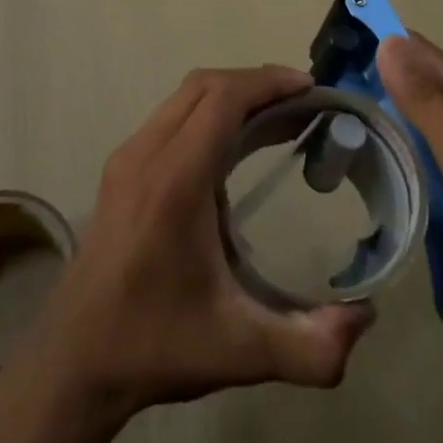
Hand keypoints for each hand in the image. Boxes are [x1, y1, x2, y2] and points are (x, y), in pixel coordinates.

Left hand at [16, 66, 375, 419]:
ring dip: (231, 94)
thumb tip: (367, 318)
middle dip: (256, 82)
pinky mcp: (120, 169)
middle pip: (203, 86)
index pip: (222, 100)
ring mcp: (127, 158)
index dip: (267, 83)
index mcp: (174, 182)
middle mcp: (145, 155)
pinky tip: (234, 145)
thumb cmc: (155, 346)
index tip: (311, 88)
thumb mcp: (240, 353)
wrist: (74, 360)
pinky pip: (170, 116)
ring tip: (278, 116)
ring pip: (183, 97)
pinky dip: (208, 111)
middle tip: (303, 101)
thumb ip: (311, 348)